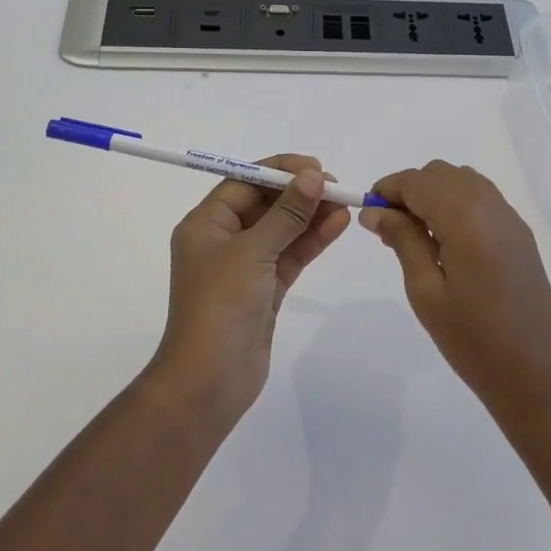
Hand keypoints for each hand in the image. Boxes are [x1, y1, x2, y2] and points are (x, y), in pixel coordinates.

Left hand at [147, 155, 350, 425]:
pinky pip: (290, 255)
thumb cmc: (220, 306)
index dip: (279, 171)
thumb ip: (286, 213)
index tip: (315, 167)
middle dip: (300, 192)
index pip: (244, 182)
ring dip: (311, 215)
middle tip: (336, 186)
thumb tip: (313, 177)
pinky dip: (312, 240)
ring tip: (345, 202)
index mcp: (206, 223)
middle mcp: (223, 239)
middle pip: (265, 204)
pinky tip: (338, 225)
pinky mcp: (264, 289)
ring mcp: (245, 265)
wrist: (208, 382)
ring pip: (282, 229)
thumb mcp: (253, 252)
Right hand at [361, 161, 550, 421]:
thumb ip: (402, 240)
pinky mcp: (520, 234)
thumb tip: (374, 211)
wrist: (536, 377)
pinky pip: (482, 198)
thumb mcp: (426, 291)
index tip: (368, 212)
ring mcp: (510, 218)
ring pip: (463, 181)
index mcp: (465, 218)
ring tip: (418, 235)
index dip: (388, 188)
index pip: (417, 181)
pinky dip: (457, 203)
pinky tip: (447, 241)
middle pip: (440, 174)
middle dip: (410, 190)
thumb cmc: (473, 340)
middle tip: (390, 228)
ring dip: (435, 193)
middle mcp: (490, 207)